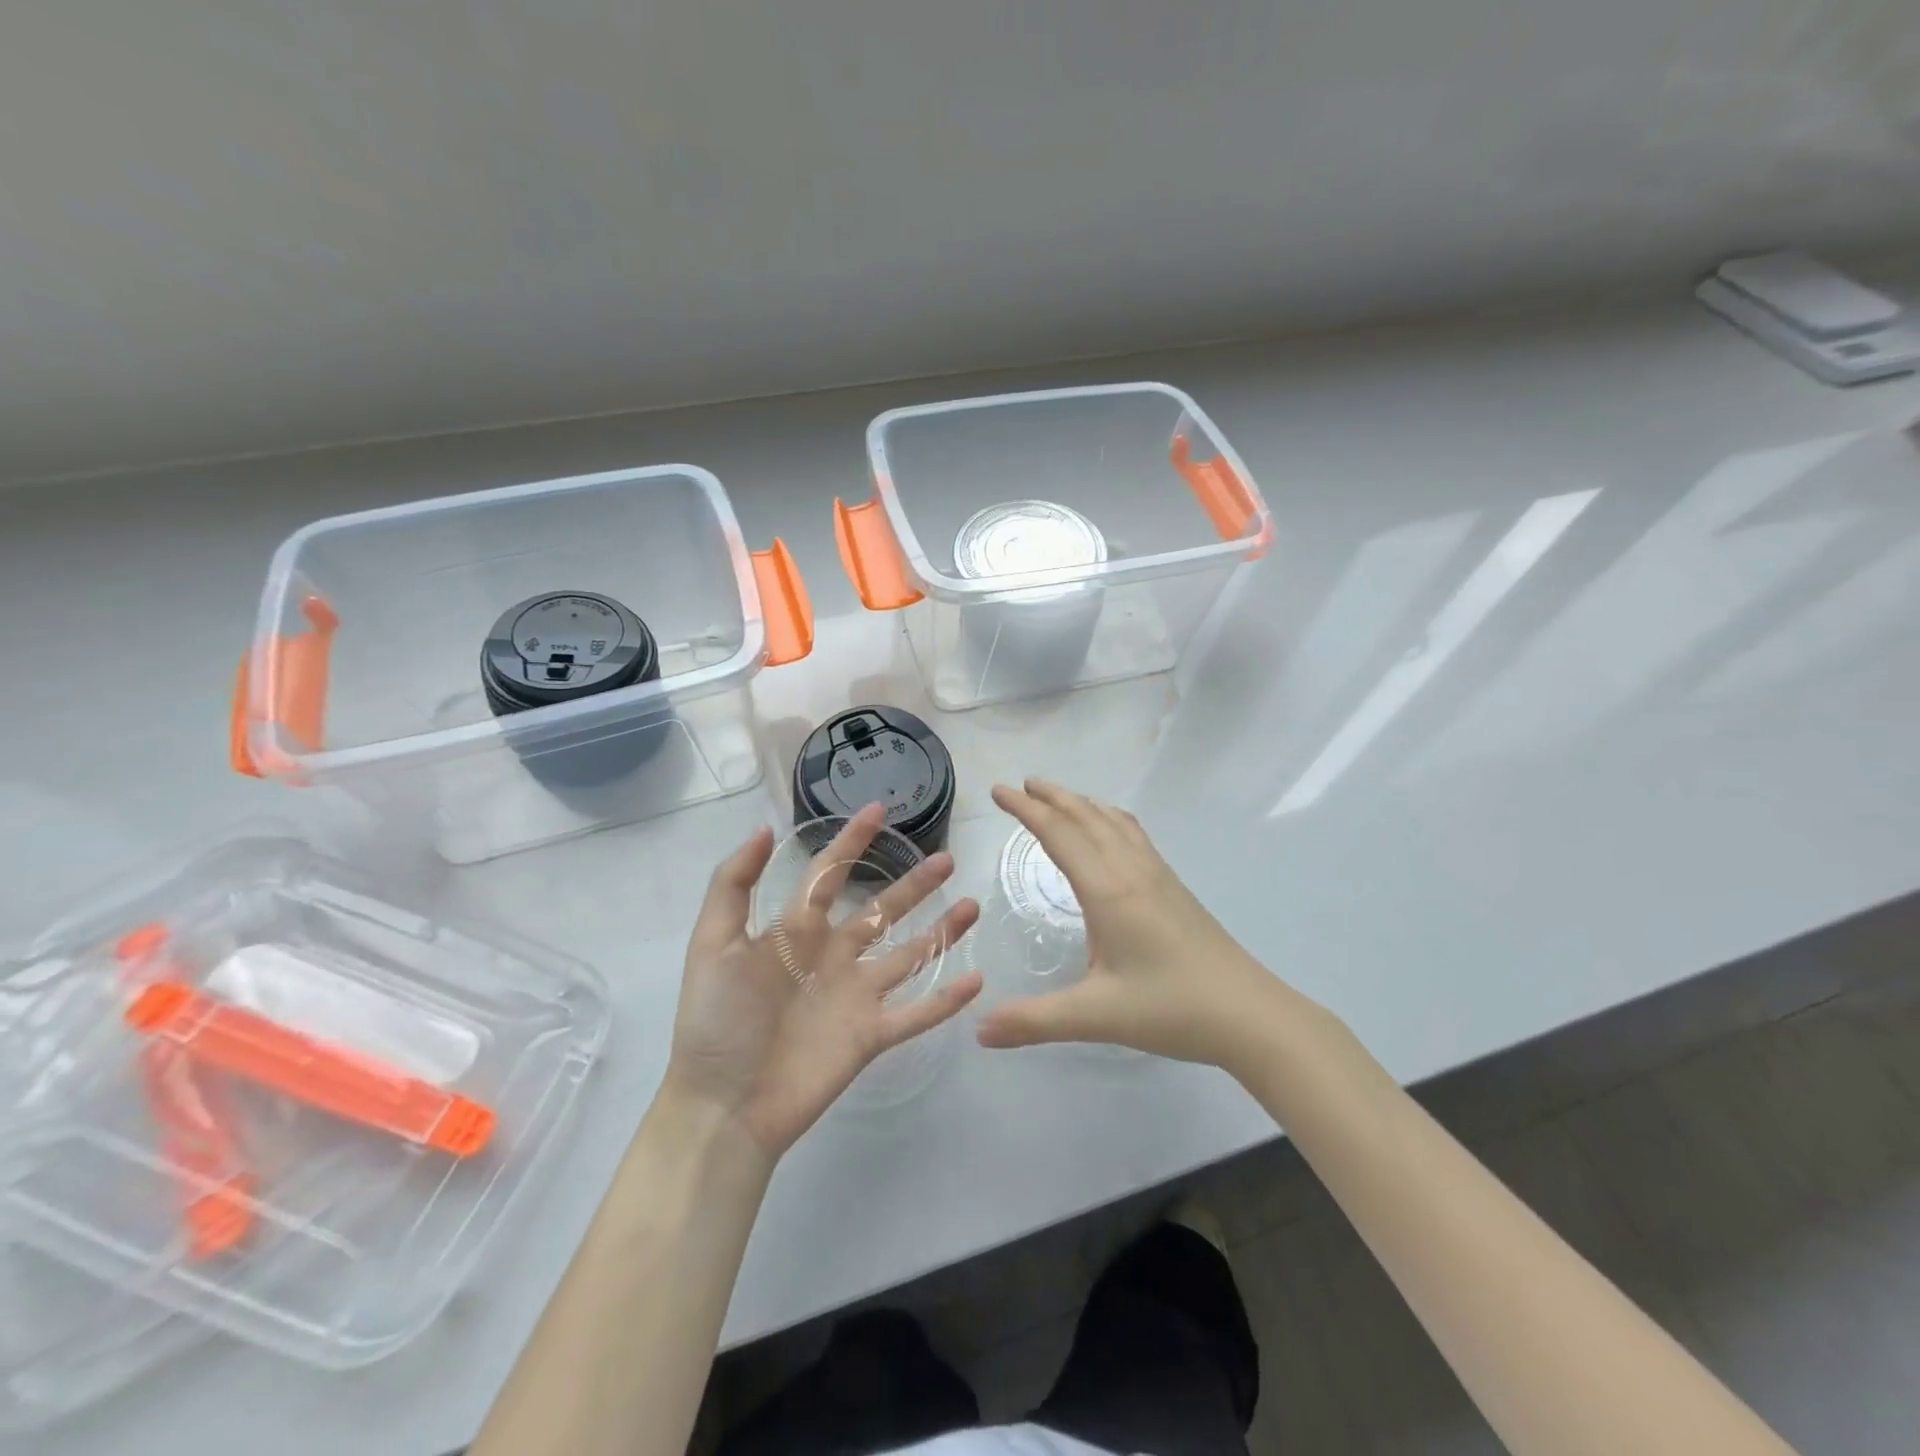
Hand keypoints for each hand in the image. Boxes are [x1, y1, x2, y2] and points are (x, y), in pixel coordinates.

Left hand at [665, 804, 982, 1157]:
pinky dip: (946, 999)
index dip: (852, 841)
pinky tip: (976, 979)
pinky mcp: (871, 1035)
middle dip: (915, 885)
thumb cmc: (716, 1021)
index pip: (830, 874)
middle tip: (947, 860)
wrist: (723, 1105)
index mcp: (797, 930)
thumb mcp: (712, 943)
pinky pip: (916, 1013)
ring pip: (909, 954)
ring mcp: (856, 995)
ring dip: (941, 932)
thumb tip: (764, 828)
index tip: (879, 809)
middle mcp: (833, 956)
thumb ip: (733, 884)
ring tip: (972, 906)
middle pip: (883, 909)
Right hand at [976, 780, 1276, 1064]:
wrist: (1250, 1014)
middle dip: (1052, 797)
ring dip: (1082, 803)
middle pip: (1087, 817)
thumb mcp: (1096, 1017)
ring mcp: (1158, 875)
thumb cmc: (1171, 1008)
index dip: (1026, 809)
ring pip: (1114, 822)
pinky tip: (1111, 832)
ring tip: (1059, 798)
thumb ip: (1034, 1021)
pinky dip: (1110, 819)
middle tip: (1022, 783)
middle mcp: (1131, 871)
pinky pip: (1134, 835)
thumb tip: (979, 1030)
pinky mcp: (1174, 887)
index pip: (1059, 834)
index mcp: (1108, 890)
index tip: (998, 790)